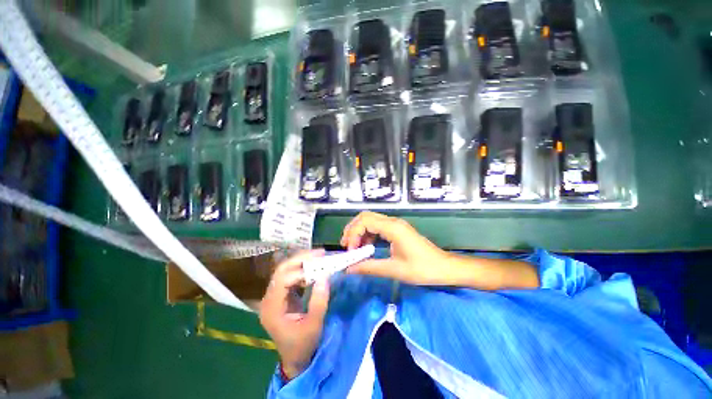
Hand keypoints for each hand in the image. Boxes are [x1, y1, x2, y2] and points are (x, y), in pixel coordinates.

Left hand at [259, 250, 329, 379]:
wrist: (295, 359)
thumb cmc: (303, 345)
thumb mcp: (314, 325)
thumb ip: (319, 301)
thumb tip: (325, 276)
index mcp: (272, 309)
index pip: (283, 281)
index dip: (301, 272)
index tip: (320, 267)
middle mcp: (268, 299)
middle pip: (281, 270)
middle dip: (301, 259)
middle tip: (320, 253)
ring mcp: (274, 297)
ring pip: (285, 270)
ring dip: (302, 261)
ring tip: (319, 257)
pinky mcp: (281, 296)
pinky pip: (290, 276)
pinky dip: (302, 269)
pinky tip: (313, 267)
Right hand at [340, 212, 449, 284]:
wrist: (445, 267)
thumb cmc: (423, 269)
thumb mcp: (394, 269)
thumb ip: (369, 267)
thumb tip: (349, 269)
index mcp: (393, 228)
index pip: (365, 221)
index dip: (353, 234)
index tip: (351, 251)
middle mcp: (393, 222)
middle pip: (365, 216)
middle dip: (353, 229)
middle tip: (347, 246)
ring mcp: (395, 225)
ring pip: (371, 220)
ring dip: (360, 232)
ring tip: (355, 248)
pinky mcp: (397, 230)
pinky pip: (378, 227)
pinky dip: (368, 234)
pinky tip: (367, 247)